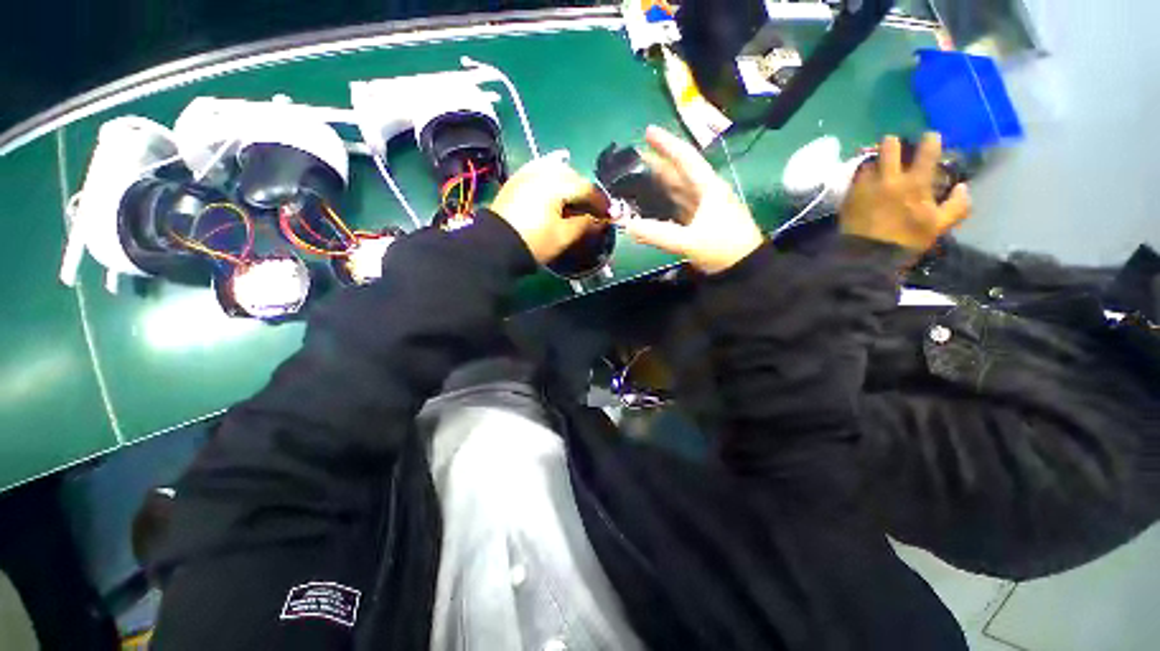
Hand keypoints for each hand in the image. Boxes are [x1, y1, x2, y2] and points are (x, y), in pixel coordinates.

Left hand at [489, 153, 608, 263]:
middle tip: (591, 209)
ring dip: (569, 183)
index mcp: (556, 185)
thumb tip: (599, 220)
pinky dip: (552, 177)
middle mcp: (542, 172)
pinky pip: (540, 170)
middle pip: (572, 175)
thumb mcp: (564, 236)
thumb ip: (585, 224)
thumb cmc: (534, 241)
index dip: (600, 201)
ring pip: (556, 170)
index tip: (608, 213)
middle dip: (585, 191)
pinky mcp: (517, 179)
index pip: (586, 188)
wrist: (496, 246)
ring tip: (574, 201)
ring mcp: (527, 173)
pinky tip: (554, 186)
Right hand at [623, 126, 763, 274]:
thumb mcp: (691, 241)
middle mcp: (705, 193)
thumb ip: (659, 233)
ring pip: (676, 191)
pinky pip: (676, 209)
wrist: (743, 269)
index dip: (667, 144)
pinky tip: (648, 208)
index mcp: (708, 188)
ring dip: (657, 185)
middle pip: (678, 173)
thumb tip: (627, 225)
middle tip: (633, 159)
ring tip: (636, 180)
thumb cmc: (723, 248)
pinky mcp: (698, 223)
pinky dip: (662, 206)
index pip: (685, 159)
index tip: (647, 131)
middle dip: (657, 164)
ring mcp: (702, 209)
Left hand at [841, 133, 970, 252]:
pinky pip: (854, 178)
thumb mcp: (939, 225)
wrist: (866, 255)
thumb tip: (963, 187)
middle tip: (896, 148)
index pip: (927, 150)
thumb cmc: (906, 240)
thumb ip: (957, 205)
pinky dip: (861, 176)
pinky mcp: (848, 196)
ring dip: (875, 161)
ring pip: (869, 160)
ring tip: (879, 168)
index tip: (930, 137)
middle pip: (889, 145)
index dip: (931, 139)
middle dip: (894, 143)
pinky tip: (865, 182)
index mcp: (915, 183)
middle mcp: (889, 178)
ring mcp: (865, 186)